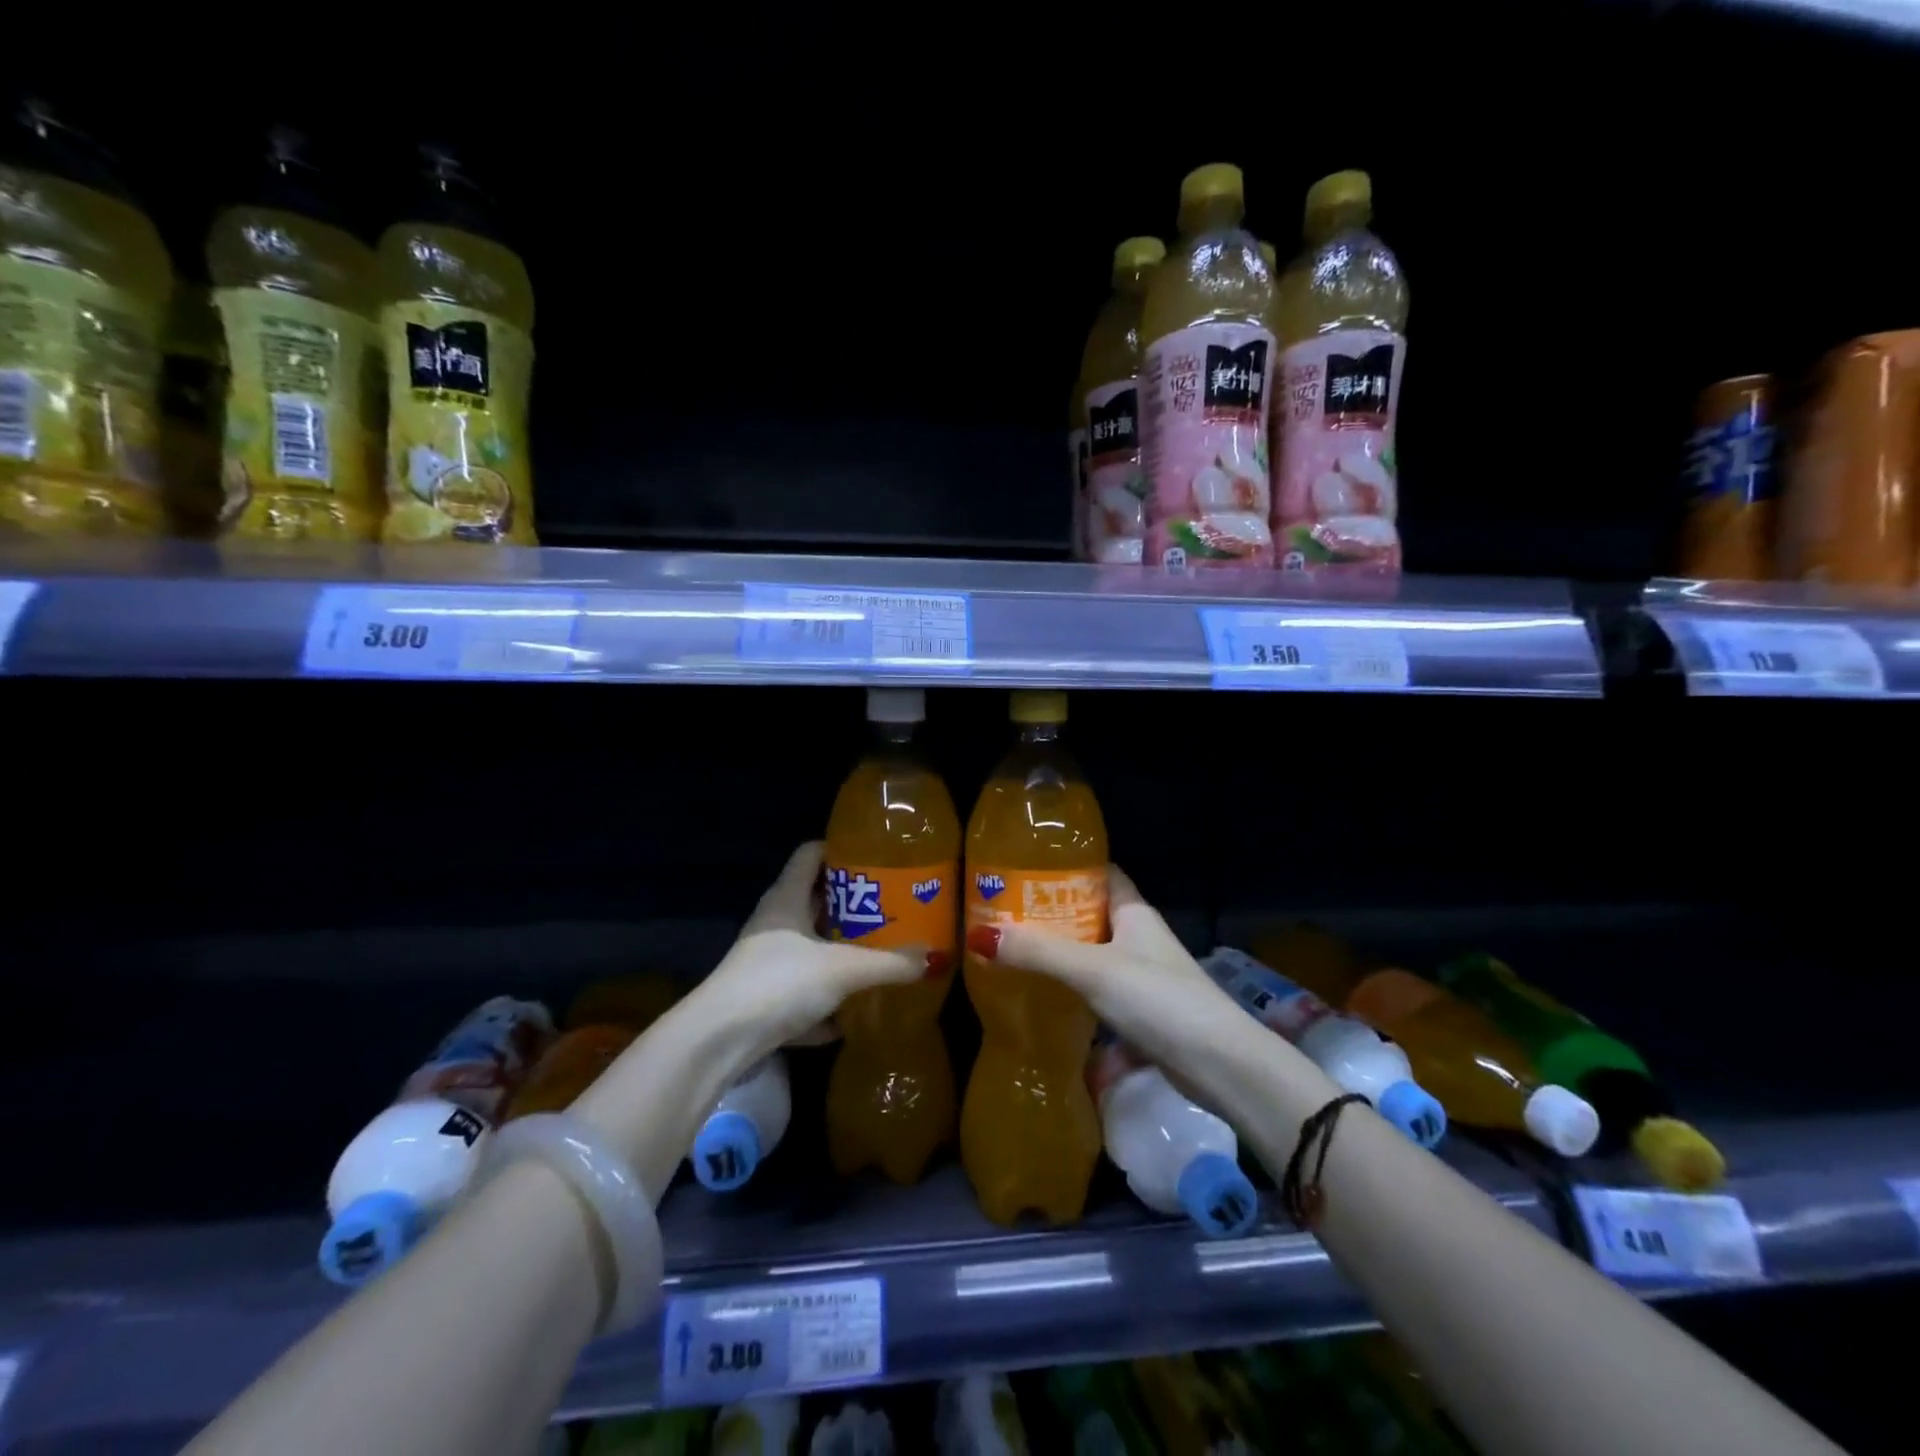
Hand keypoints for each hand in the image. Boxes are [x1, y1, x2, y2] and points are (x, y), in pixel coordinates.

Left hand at [700, 841, 941, 1062]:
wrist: (720, 1041)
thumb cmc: (780, 982)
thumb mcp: (843, 969)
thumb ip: (889, 963)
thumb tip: (931, 958)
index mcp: (786, 899)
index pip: (811, 854)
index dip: (840, 849)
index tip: (875, 856)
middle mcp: (774, 923)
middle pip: (814, 900)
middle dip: (851, 904)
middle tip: (890, 905)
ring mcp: (766, 962)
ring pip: (809, 946)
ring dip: (839, 950)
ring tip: (880, 950)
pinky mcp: (764, 998)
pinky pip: (803, 989)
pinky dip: (826, 998)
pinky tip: (852, 1012)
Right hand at [966, 864, 1314, 1116]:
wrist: (1219, 1064)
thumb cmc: (1158, 999)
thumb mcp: (1093, 969)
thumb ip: (1040, 952)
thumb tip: (981, 934)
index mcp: (1133, 911)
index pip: (1099, 873)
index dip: (1065, 867)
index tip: (1024, 867)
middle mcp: (1138, 935)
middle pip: (1090, 913)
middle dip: (1052, 912)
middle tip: (1004, 911)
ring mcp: (1141, 973)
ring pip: (1093, 951)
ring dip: (1060, 950)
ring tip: (1014, 948)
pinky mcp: (1141, 1008)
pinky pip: (1098, 985)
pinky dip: (1073, 984)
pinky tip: (1044, 992)